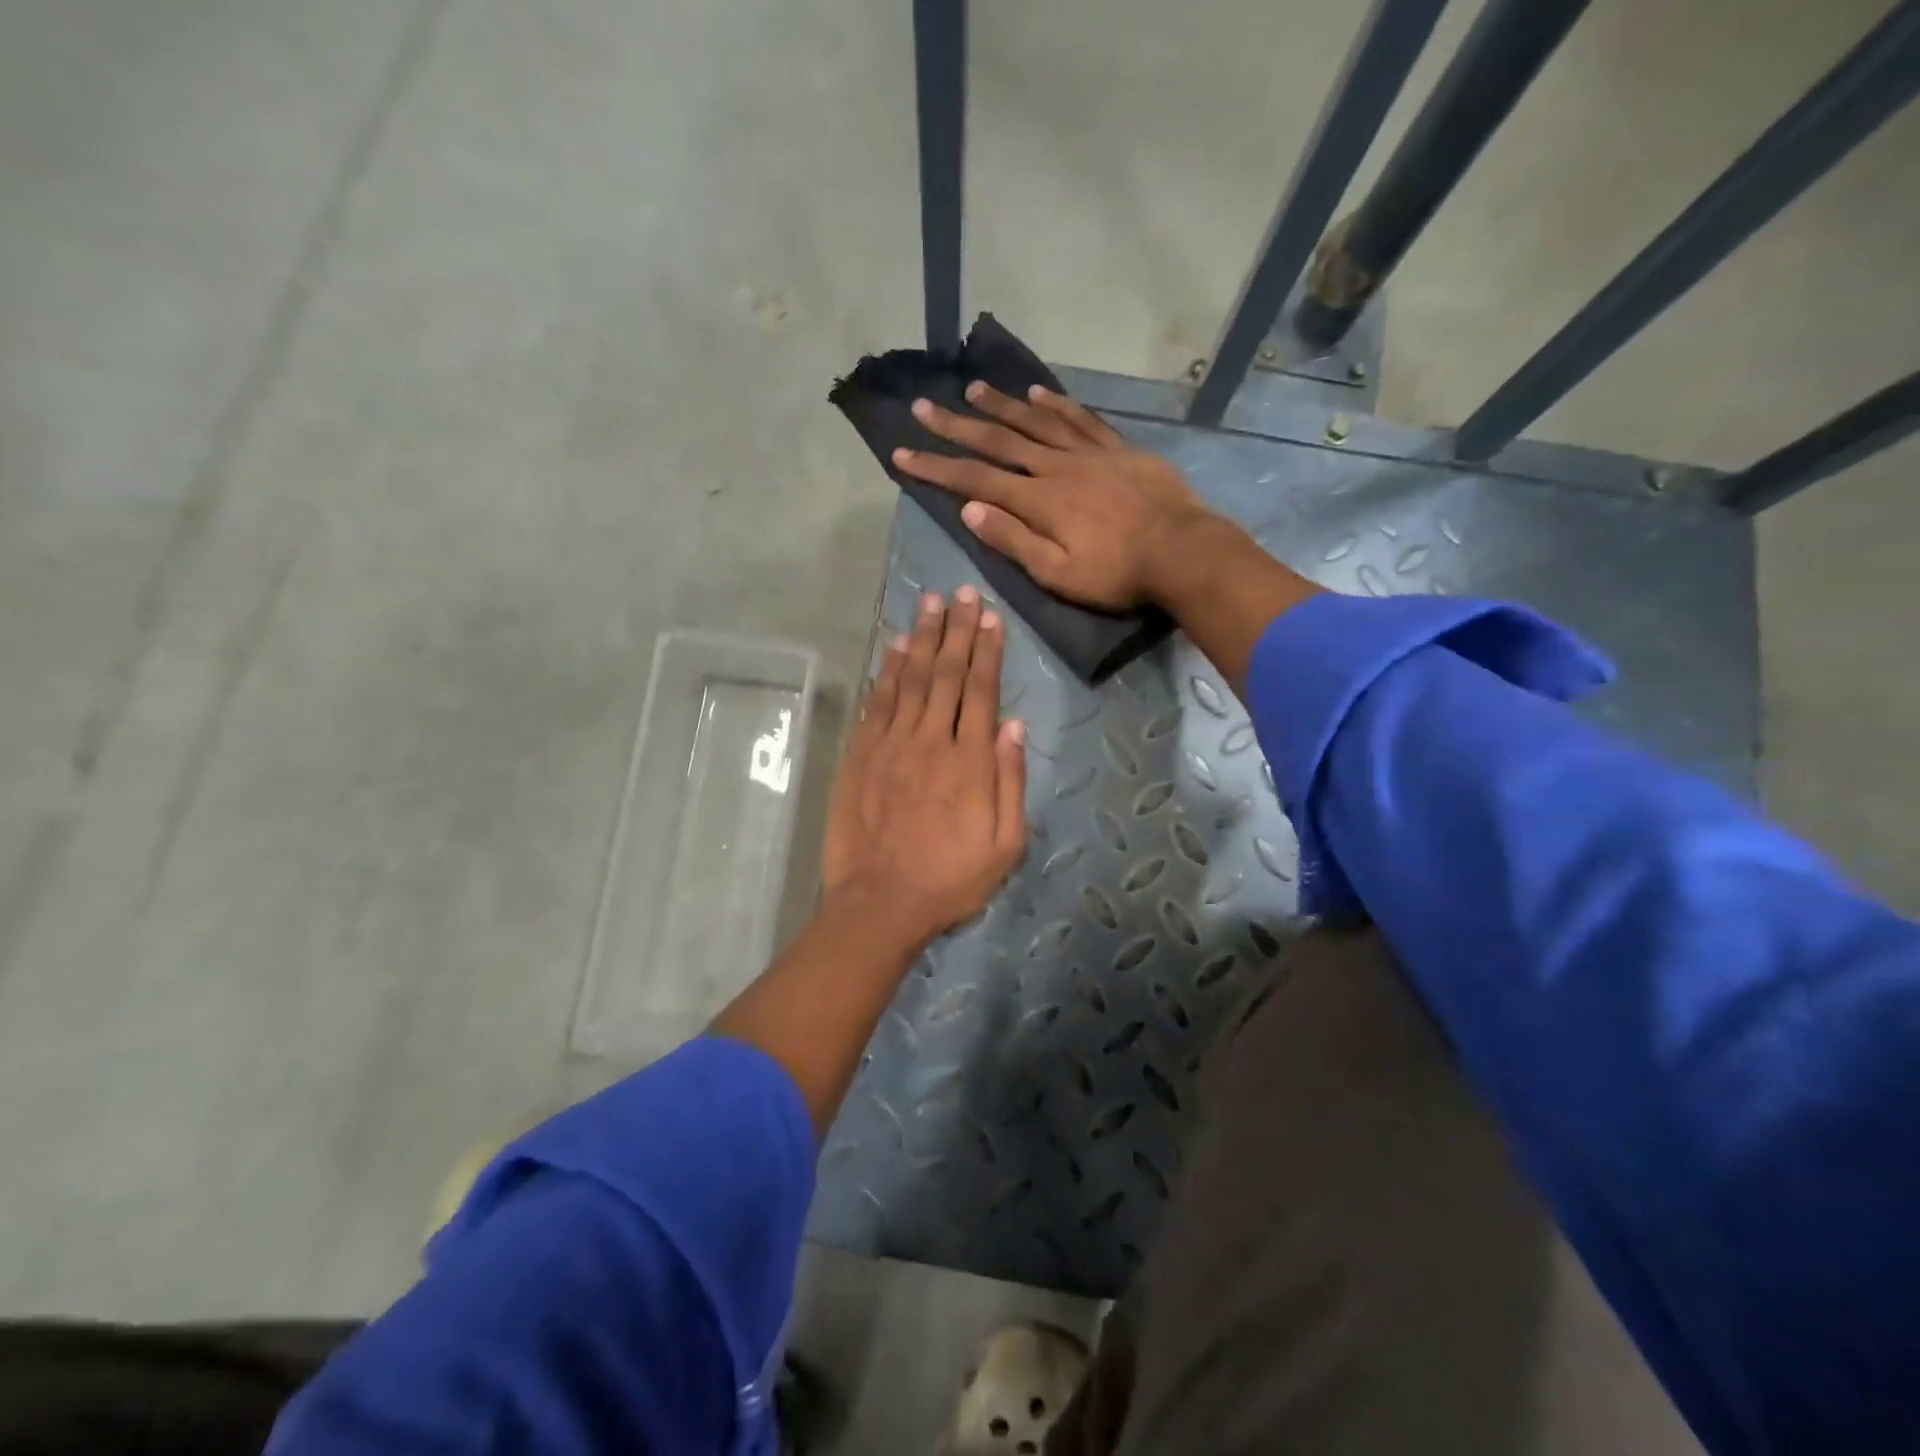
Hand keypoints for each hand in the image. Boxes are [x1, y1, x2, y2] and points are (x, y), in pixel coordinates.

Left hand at [822, 586, 1027, 943]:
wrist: (881, 902)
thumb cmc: (950, 879)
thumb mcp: (1005, 844)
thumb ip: (1010, 781)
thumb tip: (1013, 725)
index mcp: (970, 761)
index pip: (981, 691)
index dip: (987, 651)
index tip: (991, 617)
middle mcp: (931, 741)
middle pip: (947, 674)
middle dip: (957, 630)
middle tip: (962, 594)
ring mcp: (891, 745)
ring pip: (910, 679)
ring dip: (922, 638)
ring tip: (931, 603)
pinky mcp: (861, 755)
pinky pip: (877, 703)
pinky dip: (886, 672)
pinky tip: (894, 647)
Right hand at [891, 383, 1212, 609]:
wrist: (1183, 551)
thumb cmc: (1117, 573)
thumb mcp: (1057, 573)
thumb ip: (1013, 540)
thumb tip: (970, 509)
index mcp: (1038, 501)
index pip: (974, 480)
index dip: (936, 467)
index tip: (902, 453)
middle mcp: (1056, 467)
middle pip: (999, 442)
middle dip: (957, 425)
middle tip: (924, 406)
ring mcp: (1089, 453)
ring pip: (1037, 421)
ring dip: (1002, 405)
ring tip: (972, 388)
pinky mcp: (1118, 449)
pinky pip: (1081, 419)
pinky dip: (1055, 403)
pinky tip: (1038, 392)